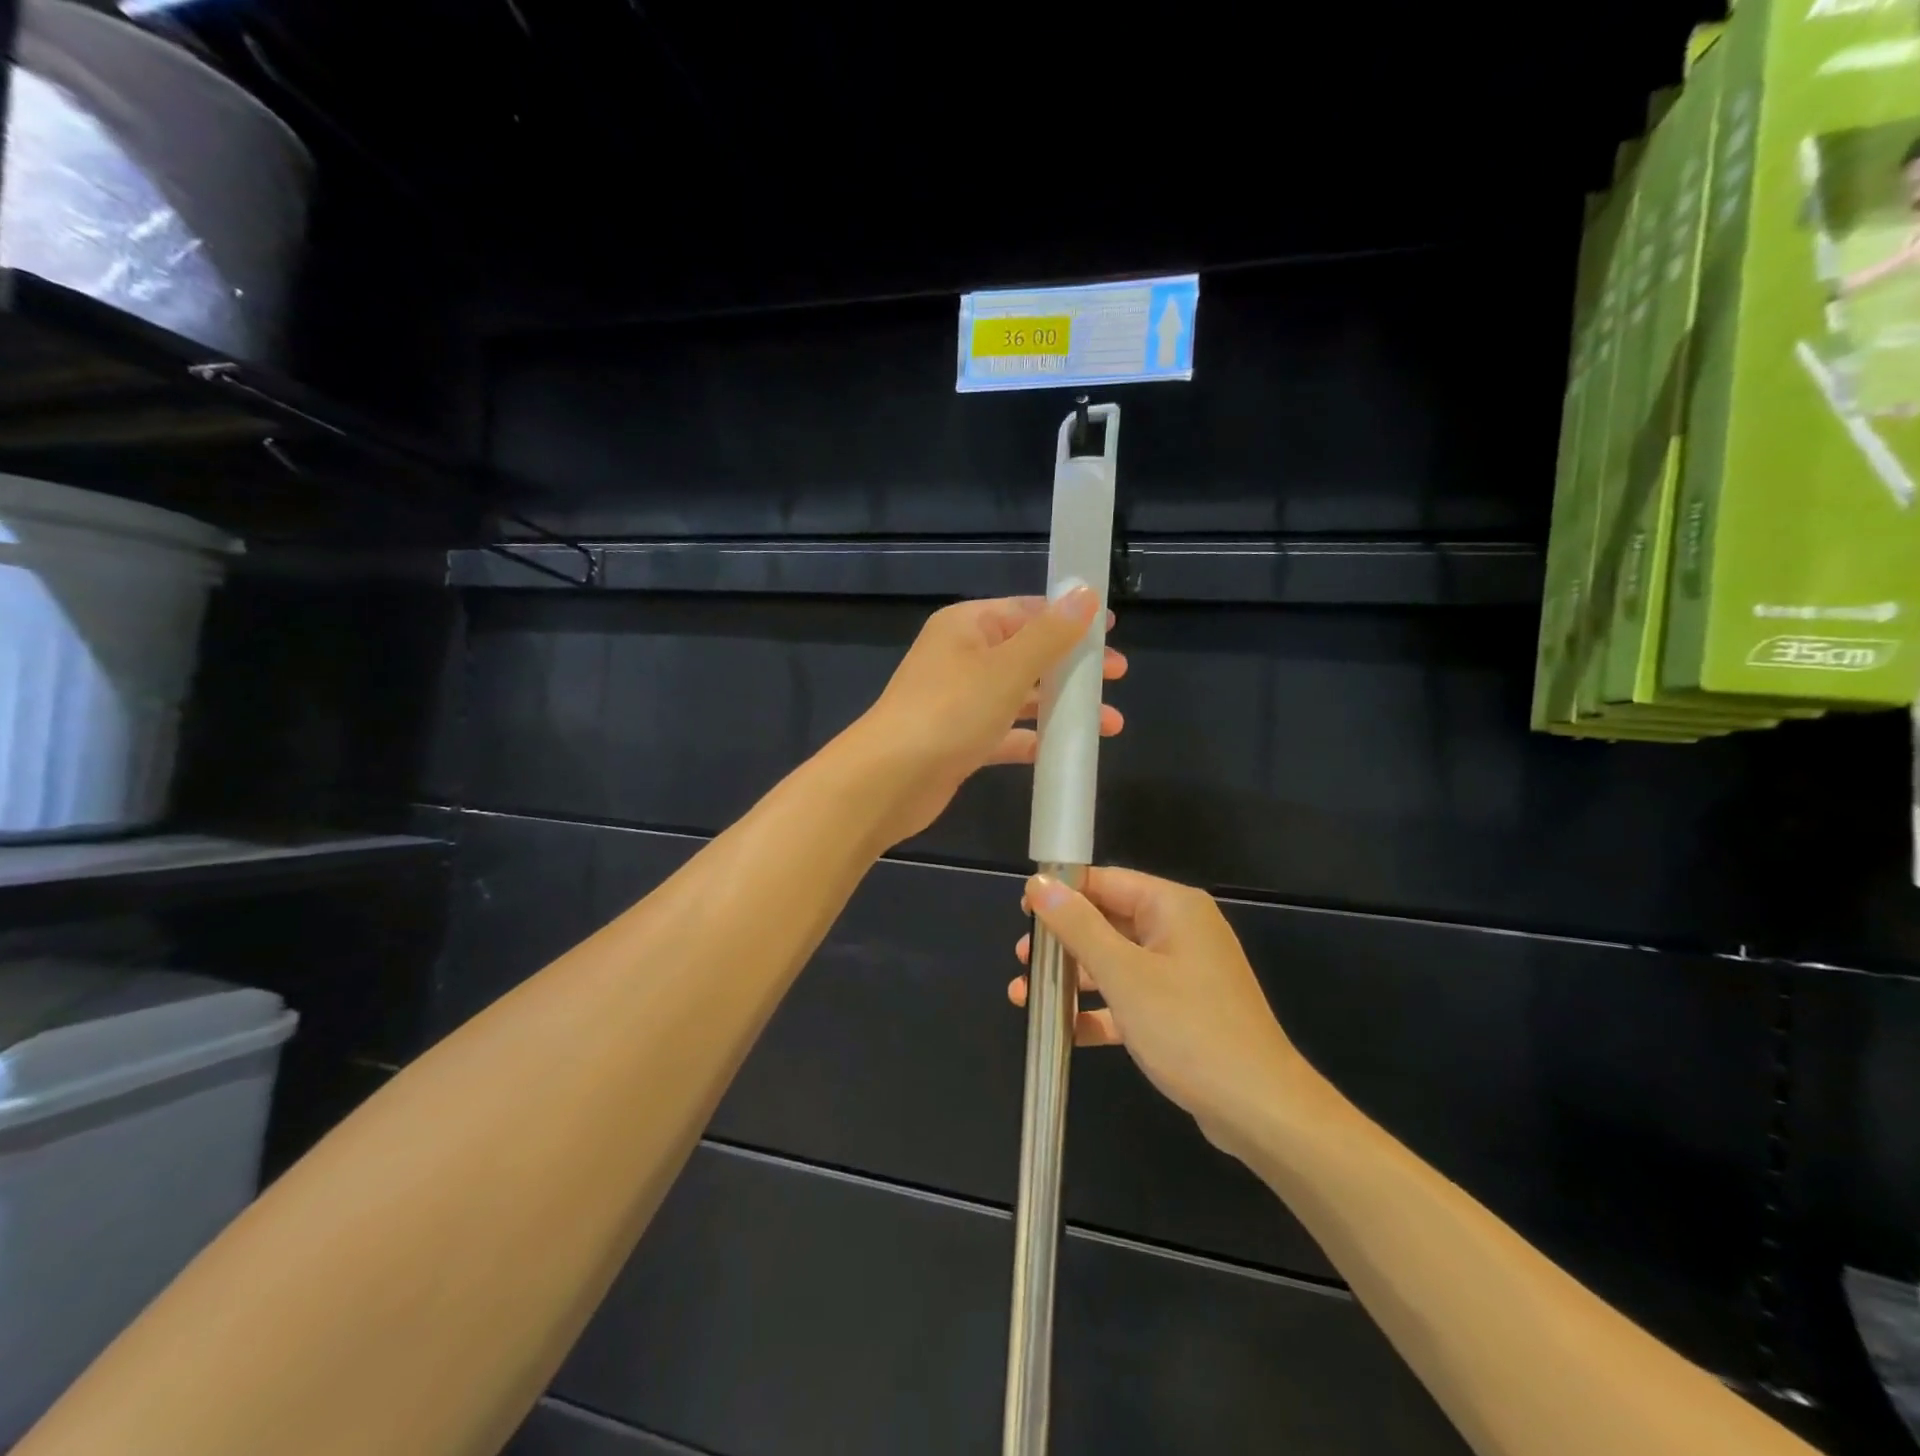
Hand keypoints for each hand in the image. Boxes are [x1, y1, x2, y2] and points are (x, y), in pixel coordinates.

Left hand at [849, 591, 1125, 846]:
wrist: (888, 781)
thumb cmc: (949, 712)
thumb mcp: (1006, 668)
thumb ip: (1050, 633)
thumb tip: (1084, 593)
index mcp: (967, 626)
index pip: (1025, 610)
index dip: (1069, 617)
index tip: (1110, 631)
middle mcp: (961, 658)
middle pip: (1027, 653)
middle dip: (1072, 666)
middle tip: (1116, 676)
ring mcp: (959, 701)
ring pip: (1020, 696)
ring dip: (1060, 706)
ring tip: (1109, 723)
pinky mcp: (960, 740)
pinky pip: (1005, 733)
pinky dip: (1033, 738)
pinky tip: (1065, 750)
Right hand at [1010, 868, 1311, 1155]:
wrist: (1260, 1111)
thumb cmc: (1188, 1029)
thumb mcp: (1123, 975)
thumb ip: (1077, 926)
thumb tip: (1039, 883)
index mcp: (1172, 907)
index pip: (1106, 882)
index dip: (1062, 892)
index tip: (1022, 910)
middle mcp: (1179, 931)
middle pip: (1108, 922)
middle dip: (1062, 942)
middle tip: (1023, 959)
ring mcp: (1183, 973)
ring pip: (1116, 962)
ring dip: (1073, 978)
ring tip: (1026, 996)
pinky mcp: (1182, 1011)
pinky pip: (1131, 998)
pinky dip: (1100, 1009)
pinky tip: (1066, 1030)